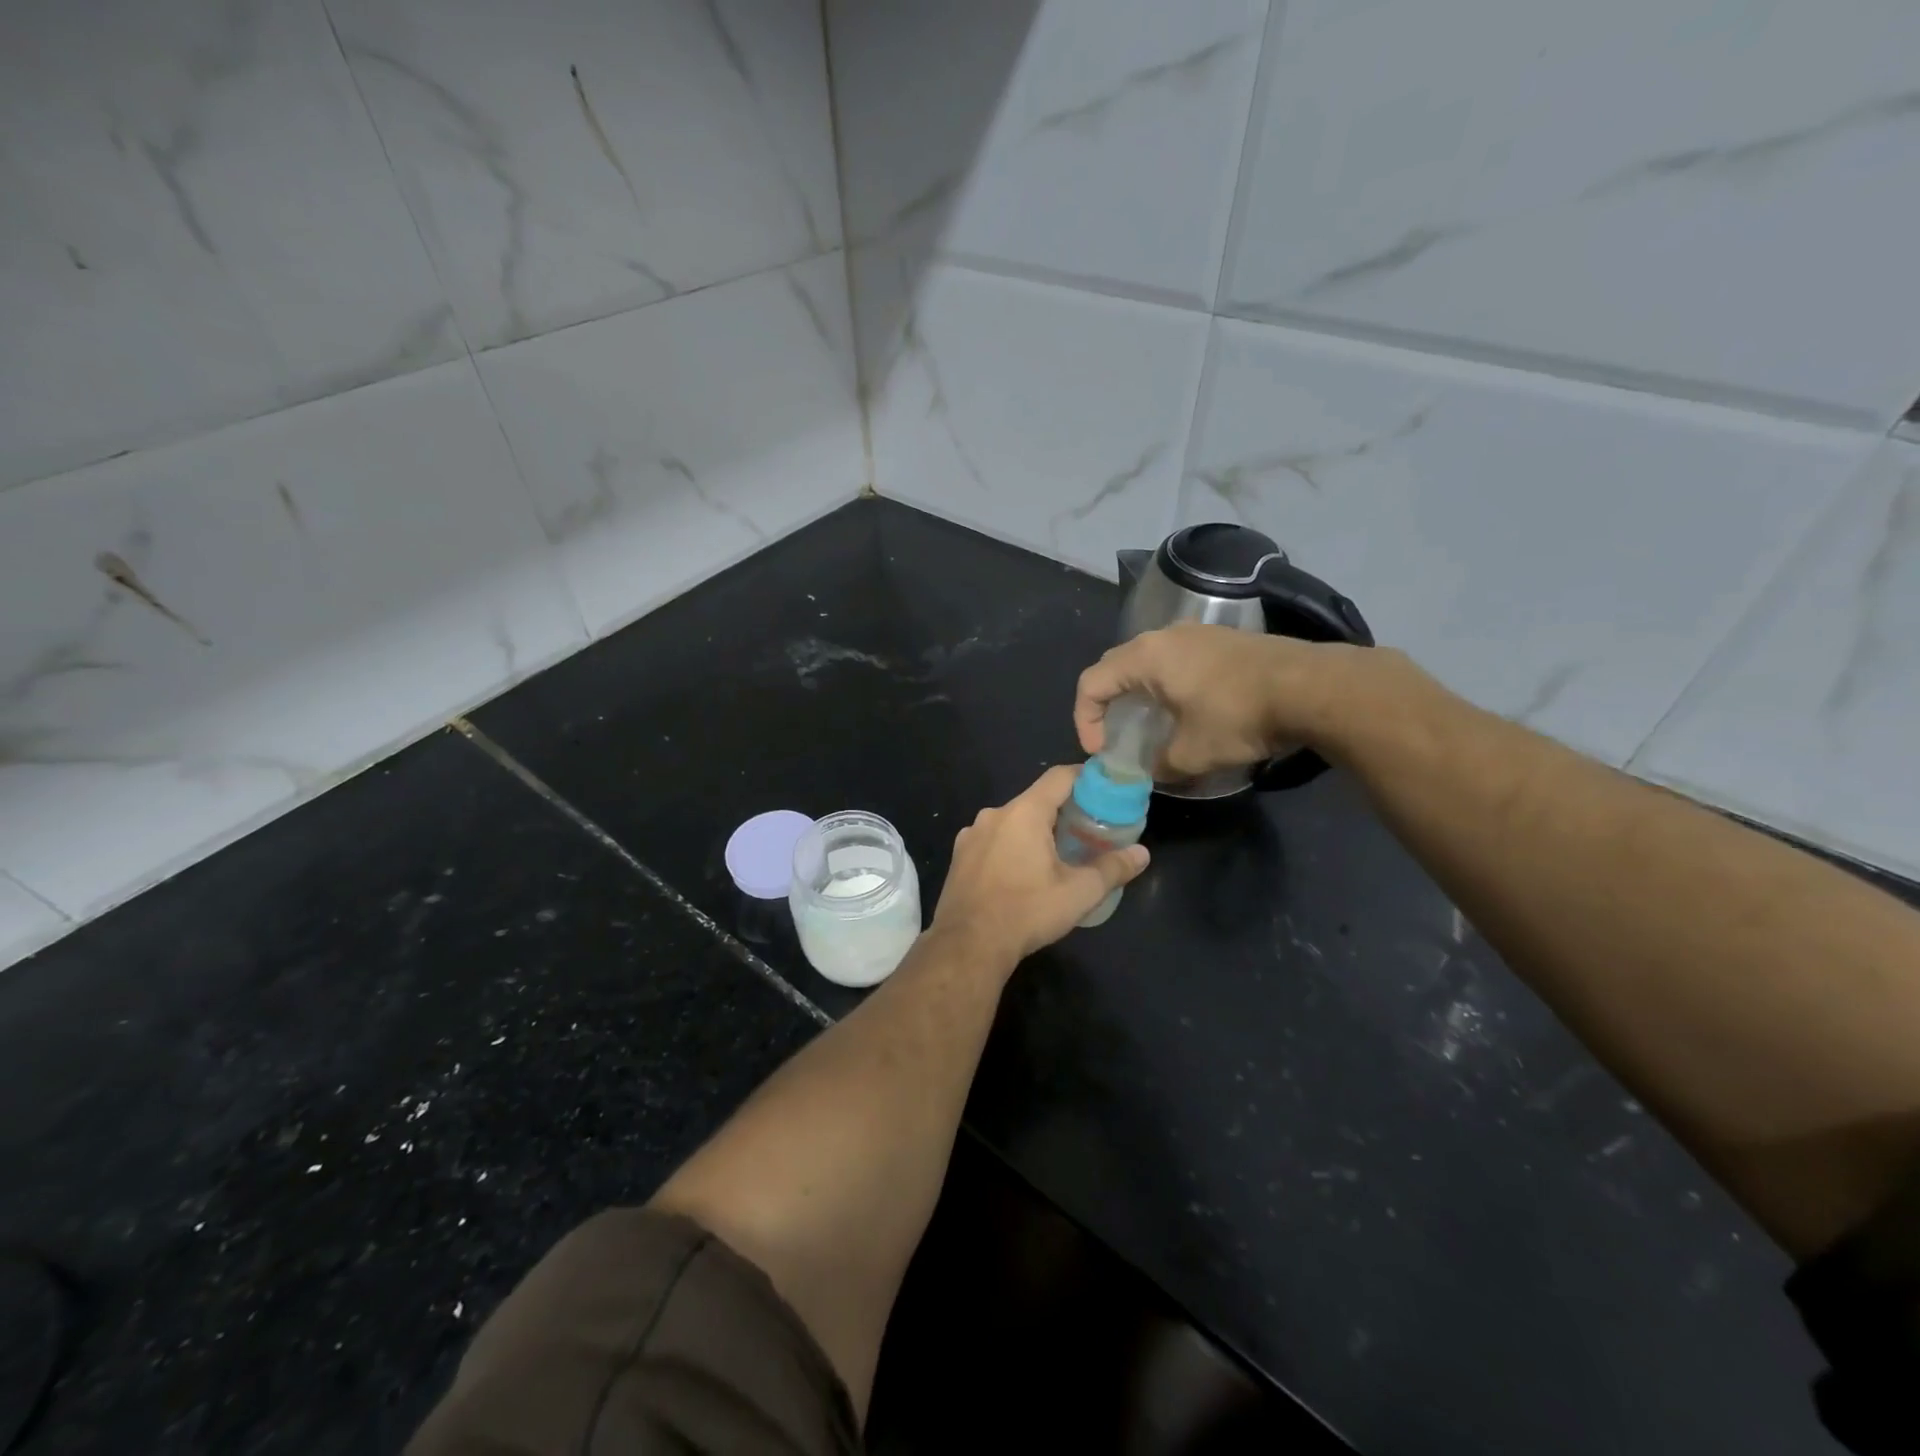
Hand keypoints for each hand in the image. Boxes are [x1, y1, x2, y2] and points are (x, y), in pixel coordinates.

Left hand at [931, 766, 1149, 966]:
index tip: (1105, 790)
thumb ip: (1112, 869)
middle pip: (1035, 800)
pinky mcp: (959, 856)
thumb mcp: (1078, 893)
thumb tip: (1142, 854)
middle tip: (1087, 830)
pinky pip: (992, 840)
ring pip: (1012, 822)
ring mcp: (971, 835)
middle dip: (1063, 811)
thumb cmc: (1026, 912)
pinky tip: (1021, 874)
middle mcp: (994, 814)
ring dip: (1035, 832)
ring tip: (1057, 856)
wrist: (968, 945)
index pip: (1059, 777)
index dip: (1085, 778)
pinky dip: (1011, 847)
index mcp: (1024, 812)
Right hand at [1074, 623, 1391, 778]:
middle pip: (1116, 667)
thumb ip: (1160, 765)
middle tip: (1116, 736)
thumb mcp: (1192, 753)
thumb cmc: (1239, 716)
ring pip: (1148, 661)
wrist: (1313, 687)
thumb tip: (1154, 770)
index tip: (1101, 751)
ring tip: (1151, 724)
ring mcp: (1197, 633)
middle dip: (1108, 704)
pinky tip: (1188, 709)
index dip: (1085, 719)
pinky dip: (1167, 684)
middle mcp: (1164, 637)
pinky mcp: (1223, 640)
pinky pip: (1177, 659)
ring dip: (1139, 693)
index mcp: (1145, 658)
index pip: (1092, 683)